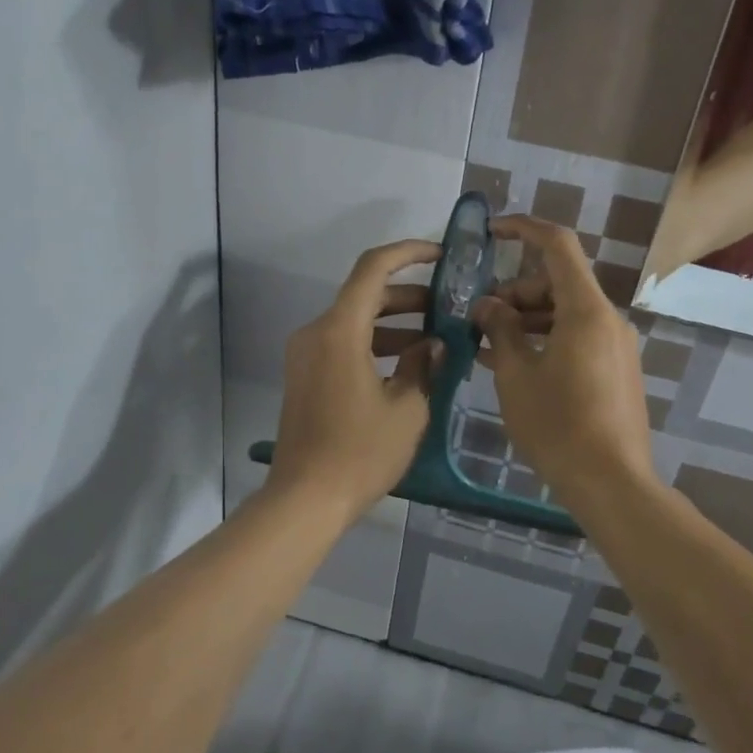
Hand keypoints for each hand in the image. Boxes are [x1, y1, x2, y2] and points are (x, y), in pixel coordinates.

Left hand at [267, 240, 444, 524]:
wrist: (305, 499)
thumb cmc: (361, 452)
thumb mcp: (407, 409)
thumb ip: (422, 366)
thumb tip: (432, 345)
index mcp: (339, 331)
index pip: (373, 268)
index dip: (408, 253)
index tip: (440, 255)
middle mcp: (316, 332)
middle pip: (364, 296)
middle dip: (408, 297)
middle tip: (447, 308)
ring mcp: (305, 355)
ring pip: (354, 322)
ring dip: (393, 324)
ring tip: (434, 342)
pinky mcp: (305, 376)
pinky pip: (342, 344)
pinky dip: (373, 345)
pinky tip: (405, 367)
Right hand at [472, 217, 655, 508]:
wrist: (611, 482)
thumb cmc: (557, 425)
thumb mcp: (516, 375)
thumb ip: (499, 330)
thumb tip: (487, 306)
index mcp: (586, 310)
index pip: (557, 245)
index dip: (523, 229)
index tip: (491, 233)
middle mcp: (607, 319)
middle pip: (558, 283)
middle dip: (515, 291)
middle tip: (479, 319)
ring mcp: (616, 345)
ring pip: (566, 313)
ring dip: (527, 319)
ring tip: (489, 346)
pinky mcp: (616, 370)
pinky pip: (577, 338)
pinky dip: (546, 339)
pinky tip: (516, 365)